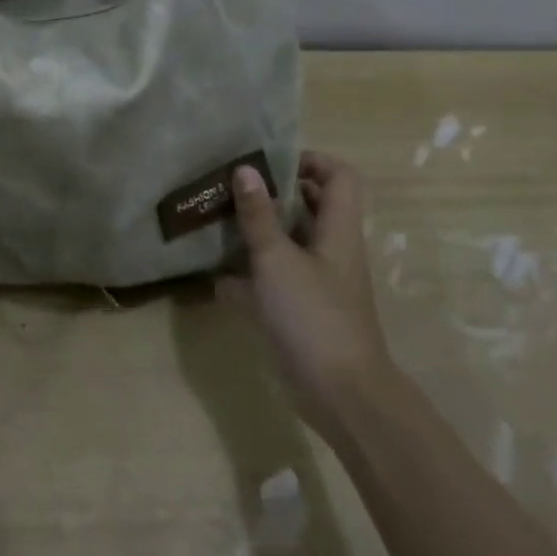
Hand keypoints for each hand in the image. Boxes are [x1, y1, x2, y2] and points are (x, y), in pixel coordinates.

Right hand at [227, 151, 393, 437]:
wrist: (341, 395)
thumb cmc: (314, 316)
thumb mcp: (277, 260)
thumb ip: (259, 215)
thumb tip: (245, 169)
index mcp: (337, 230)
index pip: (339, 176)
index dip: (310, 160)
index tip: (269, 160)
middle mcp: (331, 249)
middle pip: (311, 205)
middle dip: (275, 191)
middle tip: (234, 185)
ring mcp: (317, 281)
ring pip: (289, 240)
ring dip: (258, 228)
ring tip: (218, 217)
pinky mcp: (301, 308)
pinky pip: (274, 276)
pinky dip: (249, 270)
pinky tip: (214, 271)